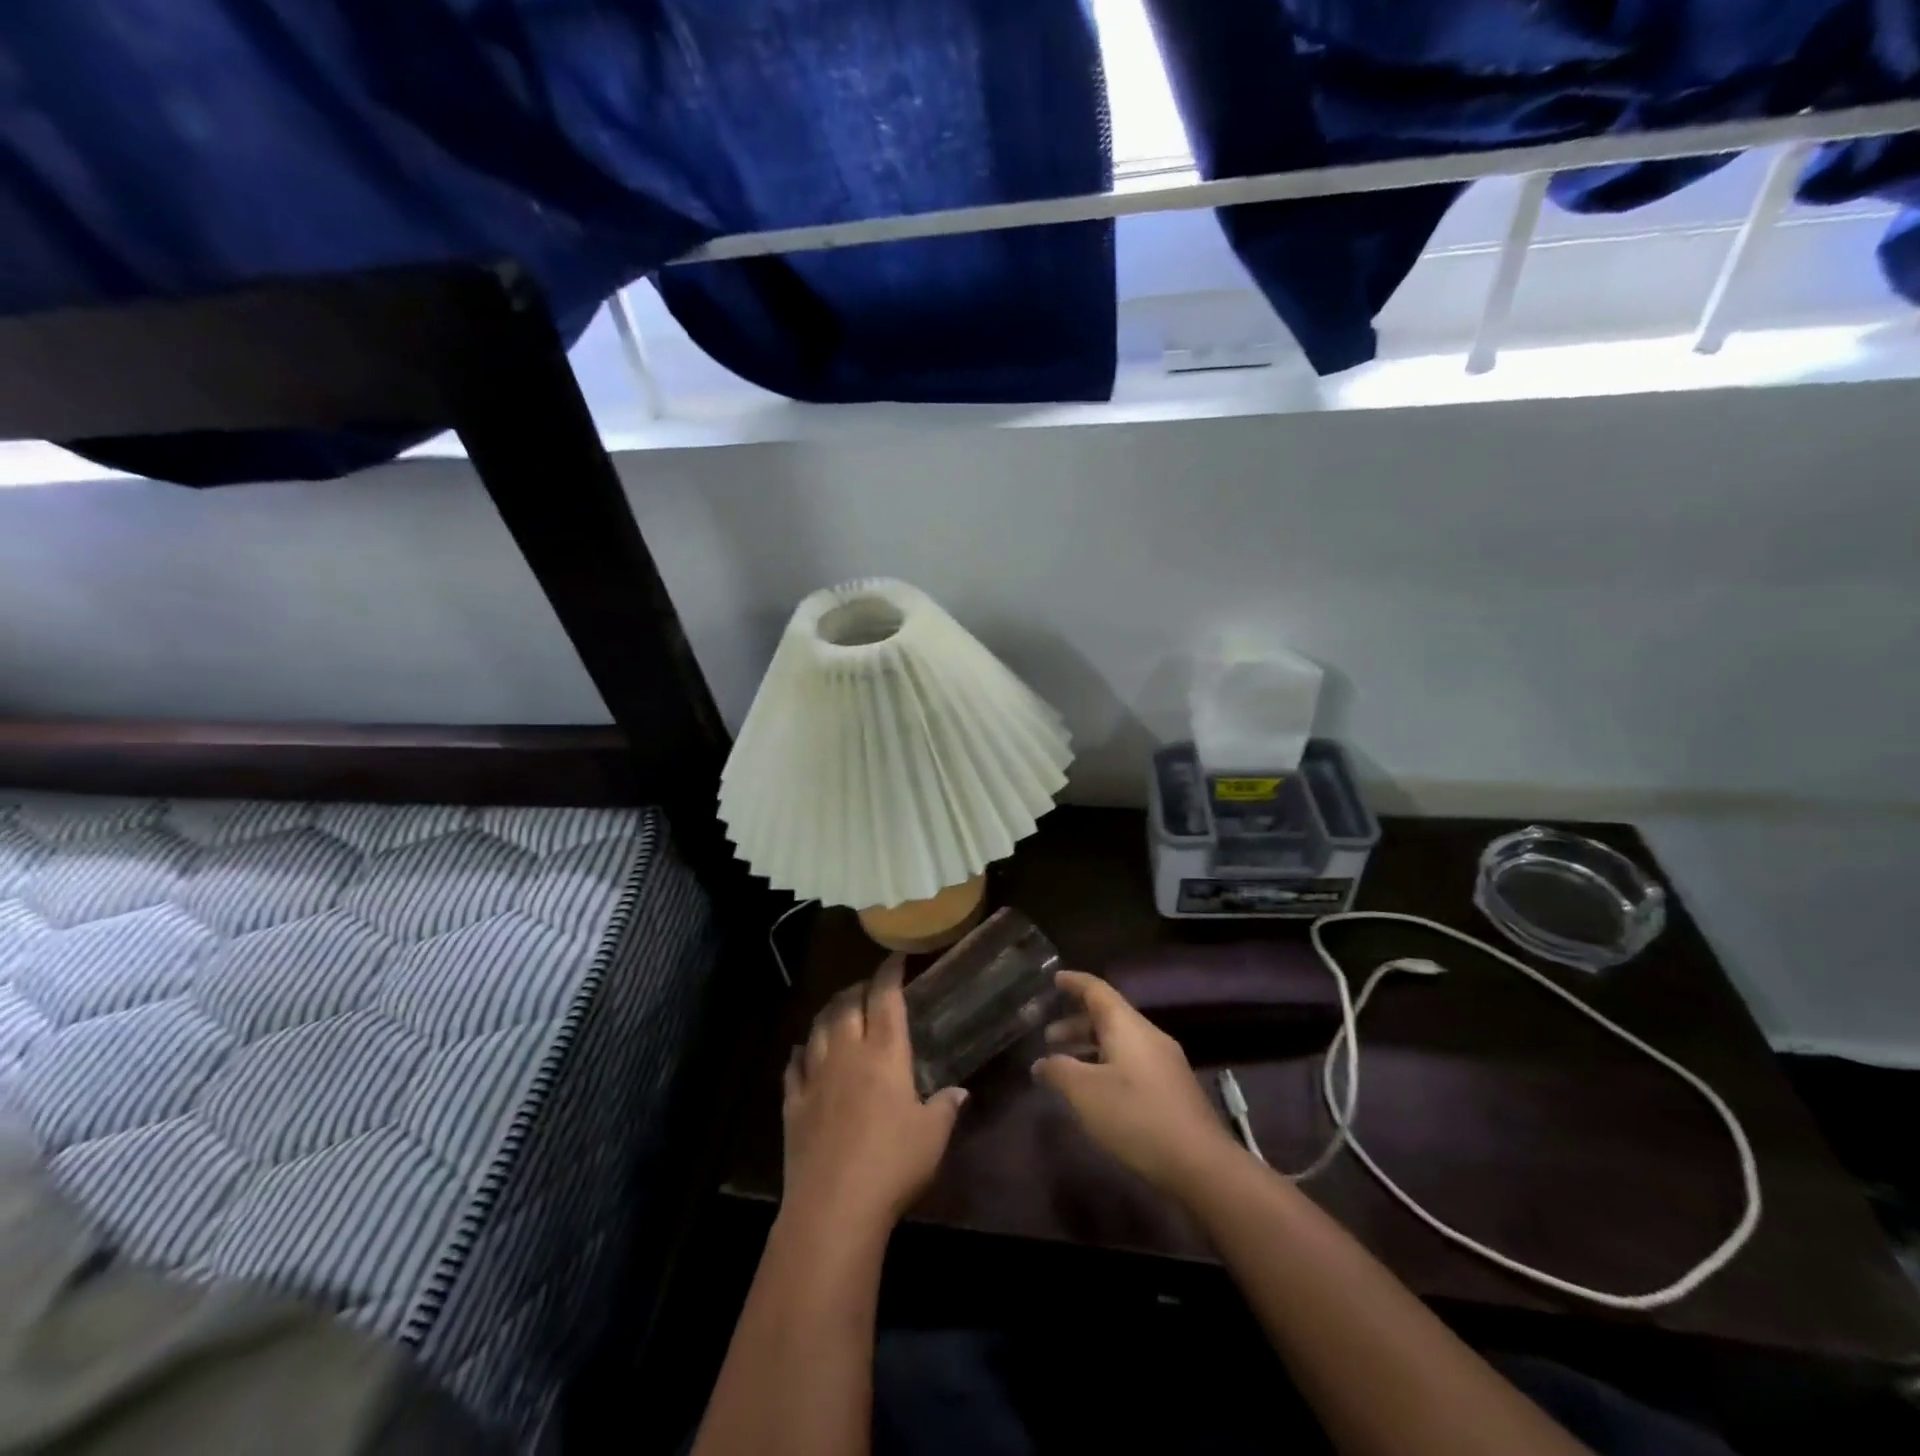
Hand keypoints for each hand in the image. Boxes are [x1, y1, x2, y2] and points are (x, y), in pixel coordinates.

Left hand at [782, 955, 967, 1234]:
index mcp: (885, 1053)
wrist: (833, 1207)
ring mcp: (815, 1077)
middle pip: (846, 1005)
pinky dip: (800, 1052)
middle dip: (858, 988)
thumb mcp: (932, 1136)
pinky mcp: (793, 1104)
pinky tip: (803, 1051)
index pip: (886, 997)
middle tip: (869, 987)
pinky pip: (793, 1066)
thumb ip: (945, 1107)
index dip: (890, 972)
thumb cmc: (893, 1164)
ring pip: (818, 1028)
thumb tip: (958, 1091)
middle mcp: (847, 1053)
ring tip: (838, 1009)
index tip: (897, 957)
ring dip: (829, 1012)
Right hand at [1033, 970, 1242, 1196]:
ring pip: (1120, 1042)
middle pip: (1109, 1017)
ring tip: (1067, 1065)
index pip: (1097, 990)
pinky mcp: (1172, 1088)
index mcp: (1128, 1026)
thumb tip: (1041, 1062)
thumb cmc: (1136, 1116)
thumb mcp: (1086, 1093)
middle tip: (1049, 1037)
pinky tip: (1096, 1091)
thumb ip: (1059, 1071)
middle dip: (1077, 1024)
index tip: (1056, 978)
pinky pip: (1132, 1062)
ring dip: (1091, 1048)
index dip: (1075, 982)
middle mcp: (1148, 1035)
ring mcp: (1164, 1062)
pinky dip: (1107, 1065)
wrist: (1201, 1164)